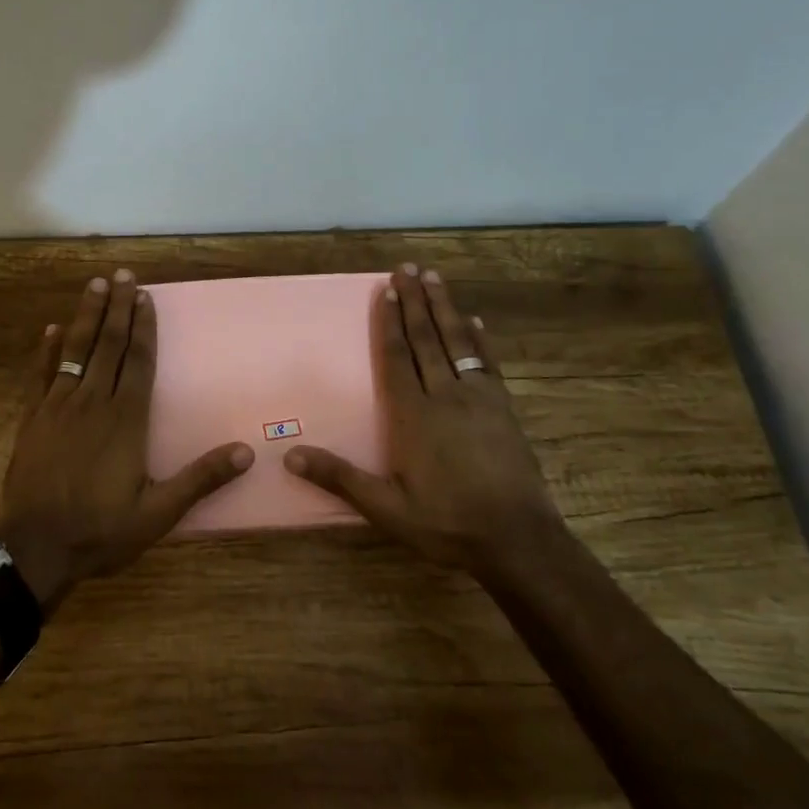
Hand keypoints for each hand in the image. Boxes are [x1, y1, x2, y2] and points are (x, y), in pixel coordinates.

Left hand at [0, 270, 252, 611]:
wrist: (36, 548)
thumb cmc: (101, 530)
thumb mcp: (159, 512)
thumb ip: (200, 479)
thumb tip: (247, 452)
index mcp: (126, 419)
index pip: (138, 361)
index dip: (144, 327)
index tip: (145, 296)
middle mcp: (93, 402)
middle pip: (108, 345)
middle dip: (117, 308)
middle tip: (122, 274)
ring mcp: (58, 407)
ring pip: (75, 350)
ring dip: (85, 316)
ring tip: (94, 285)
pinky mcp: (32, 419)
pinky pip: (40, 375)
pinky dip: (45, 351)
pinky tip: (50, 330)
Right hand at [284, 264, 562, 579]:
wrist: (518, 540)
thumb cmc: (446, 524)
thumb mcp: (387, 509)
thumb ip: (340, 478)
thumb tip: (290, 455)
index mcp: (414, 415)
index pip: (397, 357)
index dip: (389, 322)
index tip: (386, 289)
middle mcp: (445, 396)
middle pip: (426, 339)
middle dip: (415, 301)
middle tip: (407, 267)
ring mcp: (479, 399)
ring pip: (458, 342)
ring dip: (445, 308)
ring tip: (435, 277)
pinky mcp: (504, 409)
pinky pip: (488, 363)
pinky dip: (480, 339)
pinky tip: (476, 321)